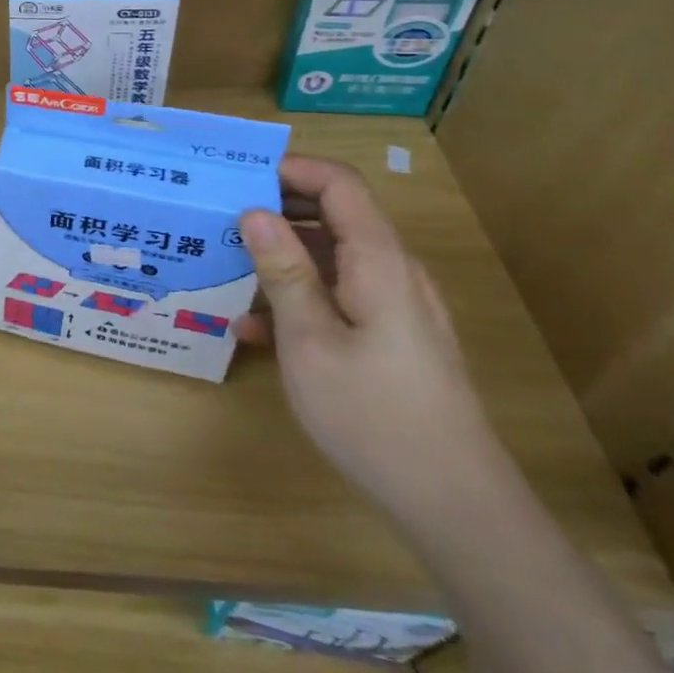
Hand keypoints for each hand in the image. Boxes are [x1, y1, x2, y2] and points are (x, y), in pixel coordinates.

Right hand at [239, 156, 510, 528]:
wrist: (453, 503)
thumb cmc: (372, 414)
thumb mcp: (310, 340)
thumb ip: (283, 271)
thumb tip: (255, 212)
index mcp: (379, 262)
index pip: (339, 185)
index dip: (291, 169)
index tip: (237, 177)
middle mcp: (394, 273)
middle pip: (336, 216)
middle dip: (277, 210)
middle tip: (220, 218)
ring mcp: (397, 307)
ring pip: (333, 258)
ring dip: (282, 257)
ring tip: (227, 268)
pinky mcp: (393, 337)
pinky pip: (340, 296)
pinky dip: (299, 297)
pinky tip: (255, 328)